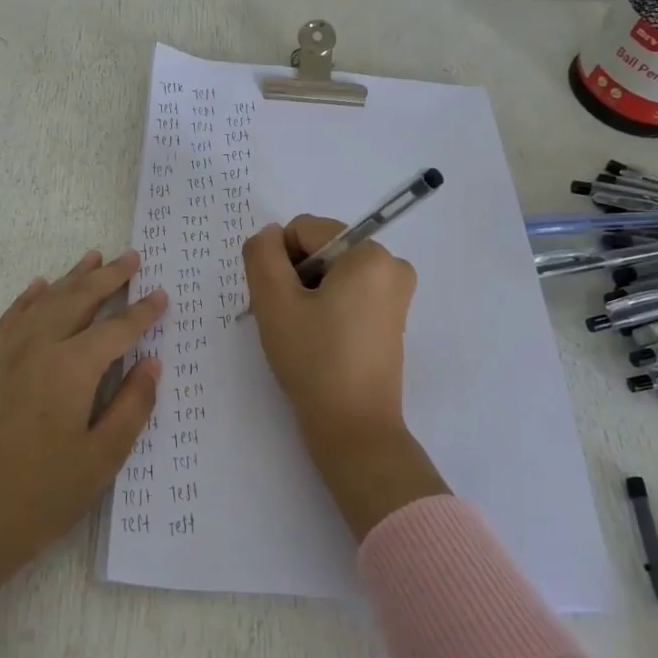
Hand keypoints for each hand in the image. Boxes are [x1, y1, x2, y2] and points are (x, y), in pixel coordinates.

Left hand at [0, 249, 165, 651]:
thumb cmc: (46, 495)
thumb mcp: (103, 457)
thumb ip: (132, 404)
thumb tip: (152, 362)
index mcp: (71, 368)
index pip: (117, 329)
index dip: (142, 311)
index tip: (162, 295)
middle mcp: (38, 348)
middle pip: (78, 300)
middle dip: (108, 277)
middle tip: (132, 257)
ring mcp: (7, 355)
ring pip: (44, 302)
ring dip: (71, 277)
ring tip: (93, 257)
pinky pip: (10, 319)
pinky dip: (28, 298)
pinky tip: (39, 286)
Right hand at [243, 218, 447, 538]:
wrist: (353, 428)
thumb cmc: (314, 360)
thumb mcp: (274, 301)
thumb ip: (262, 255)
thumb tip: (269, 236)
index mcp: (370, 253)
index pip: (304, 230)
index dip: (279, 261)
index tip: (279, 302)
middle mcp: (392, 265)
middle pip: (320, 250)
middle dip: (295, 278)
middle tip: (288, 321)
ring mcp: (396, 294)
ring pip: (331, 274)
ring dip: (307, 295)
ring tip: (302, 335)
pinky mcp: (391, 319)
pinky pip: (348, 294)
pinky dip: (326, 309)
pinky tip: (318, 342)